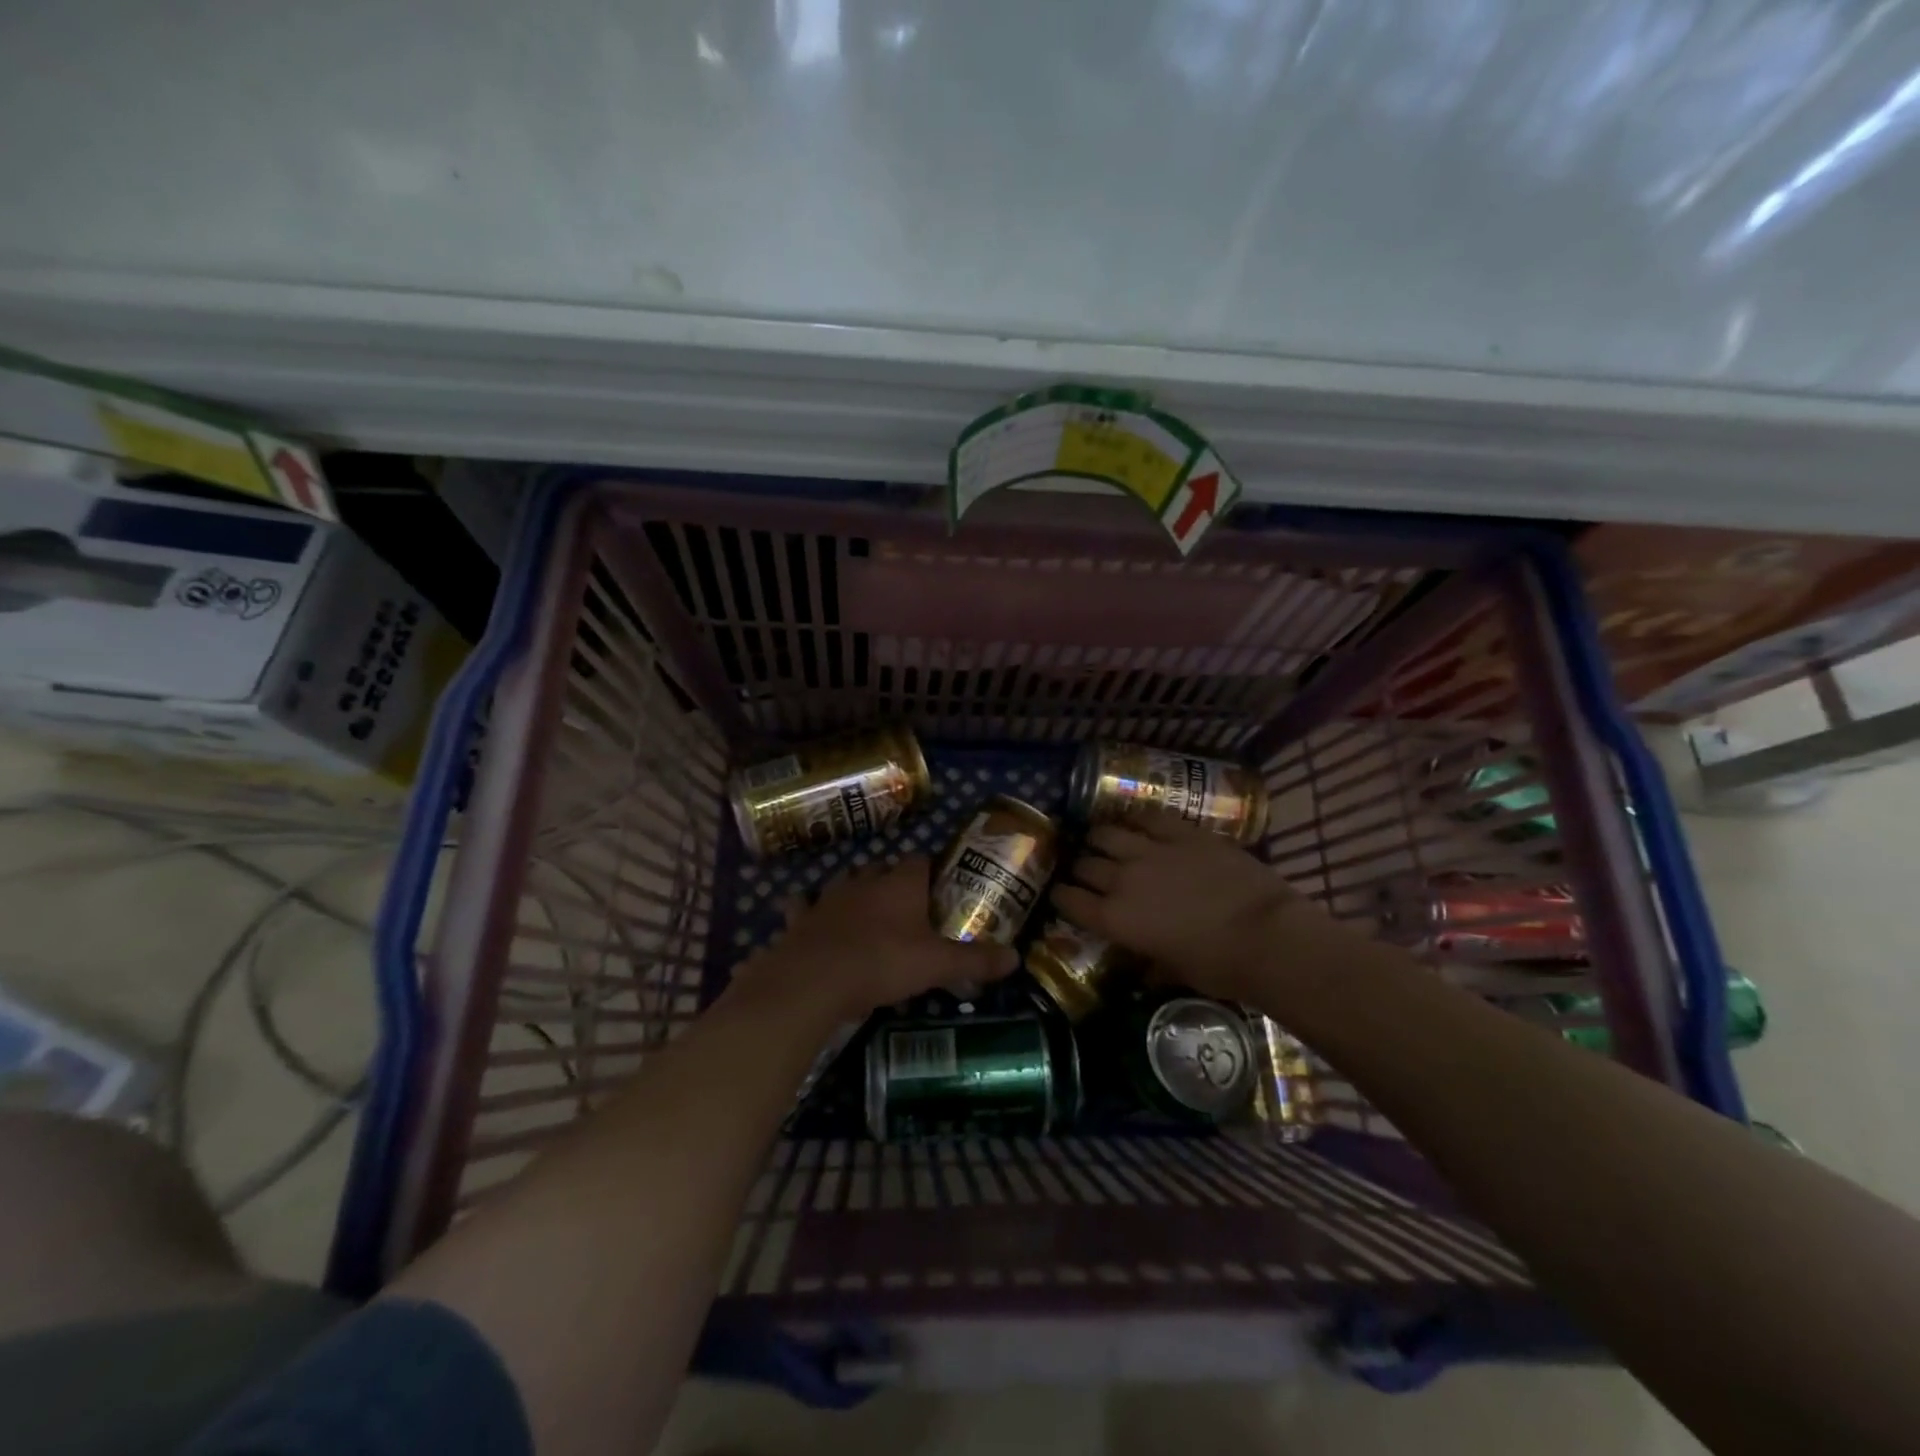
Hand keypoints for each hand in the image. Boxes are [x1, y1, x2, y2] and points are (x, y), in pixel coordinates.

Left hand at [733, 856, 1017, 1023]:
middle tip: (906, 905)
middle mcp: (864, 881)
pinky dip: (808, 910)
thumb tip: (1017, 957)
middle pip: (881, 867)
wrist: (814, 980)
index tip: (939, 886)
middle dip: (892, 879)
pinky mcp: (801, 918)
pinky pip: (803, 906)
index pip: (920, 860)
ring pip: (844, 882)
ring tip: (865, 911)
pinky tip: (811, 919)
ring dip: (854, 891)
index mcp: (900, 884)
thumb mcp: (937, 965)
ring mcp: (828, 897)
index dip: (931, 869)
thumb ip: (975, 960)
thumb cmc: (883, 962)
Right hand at [1053, 815, 1355, 1003]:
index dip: (1062, 897)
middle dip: (1080, 868)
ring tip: (1102, 840)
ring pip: (1107, 833)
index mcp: (1115, 920)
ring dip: (1100, 839)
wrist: (1267, 935)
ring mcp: (1151, 851)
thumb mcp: (1175, 970)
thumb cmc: (1220, 966)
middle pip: (1085, 864)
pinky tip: (1135, 821)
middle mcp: (1123, 880)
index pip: (1070, 901)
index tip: (1062, 895)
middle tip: (1086, 870)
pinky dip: (1136, 819)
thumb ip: (1151, 960)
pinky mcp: (1182, 832)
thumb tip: (1146, 965)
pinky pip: (1148, 817)